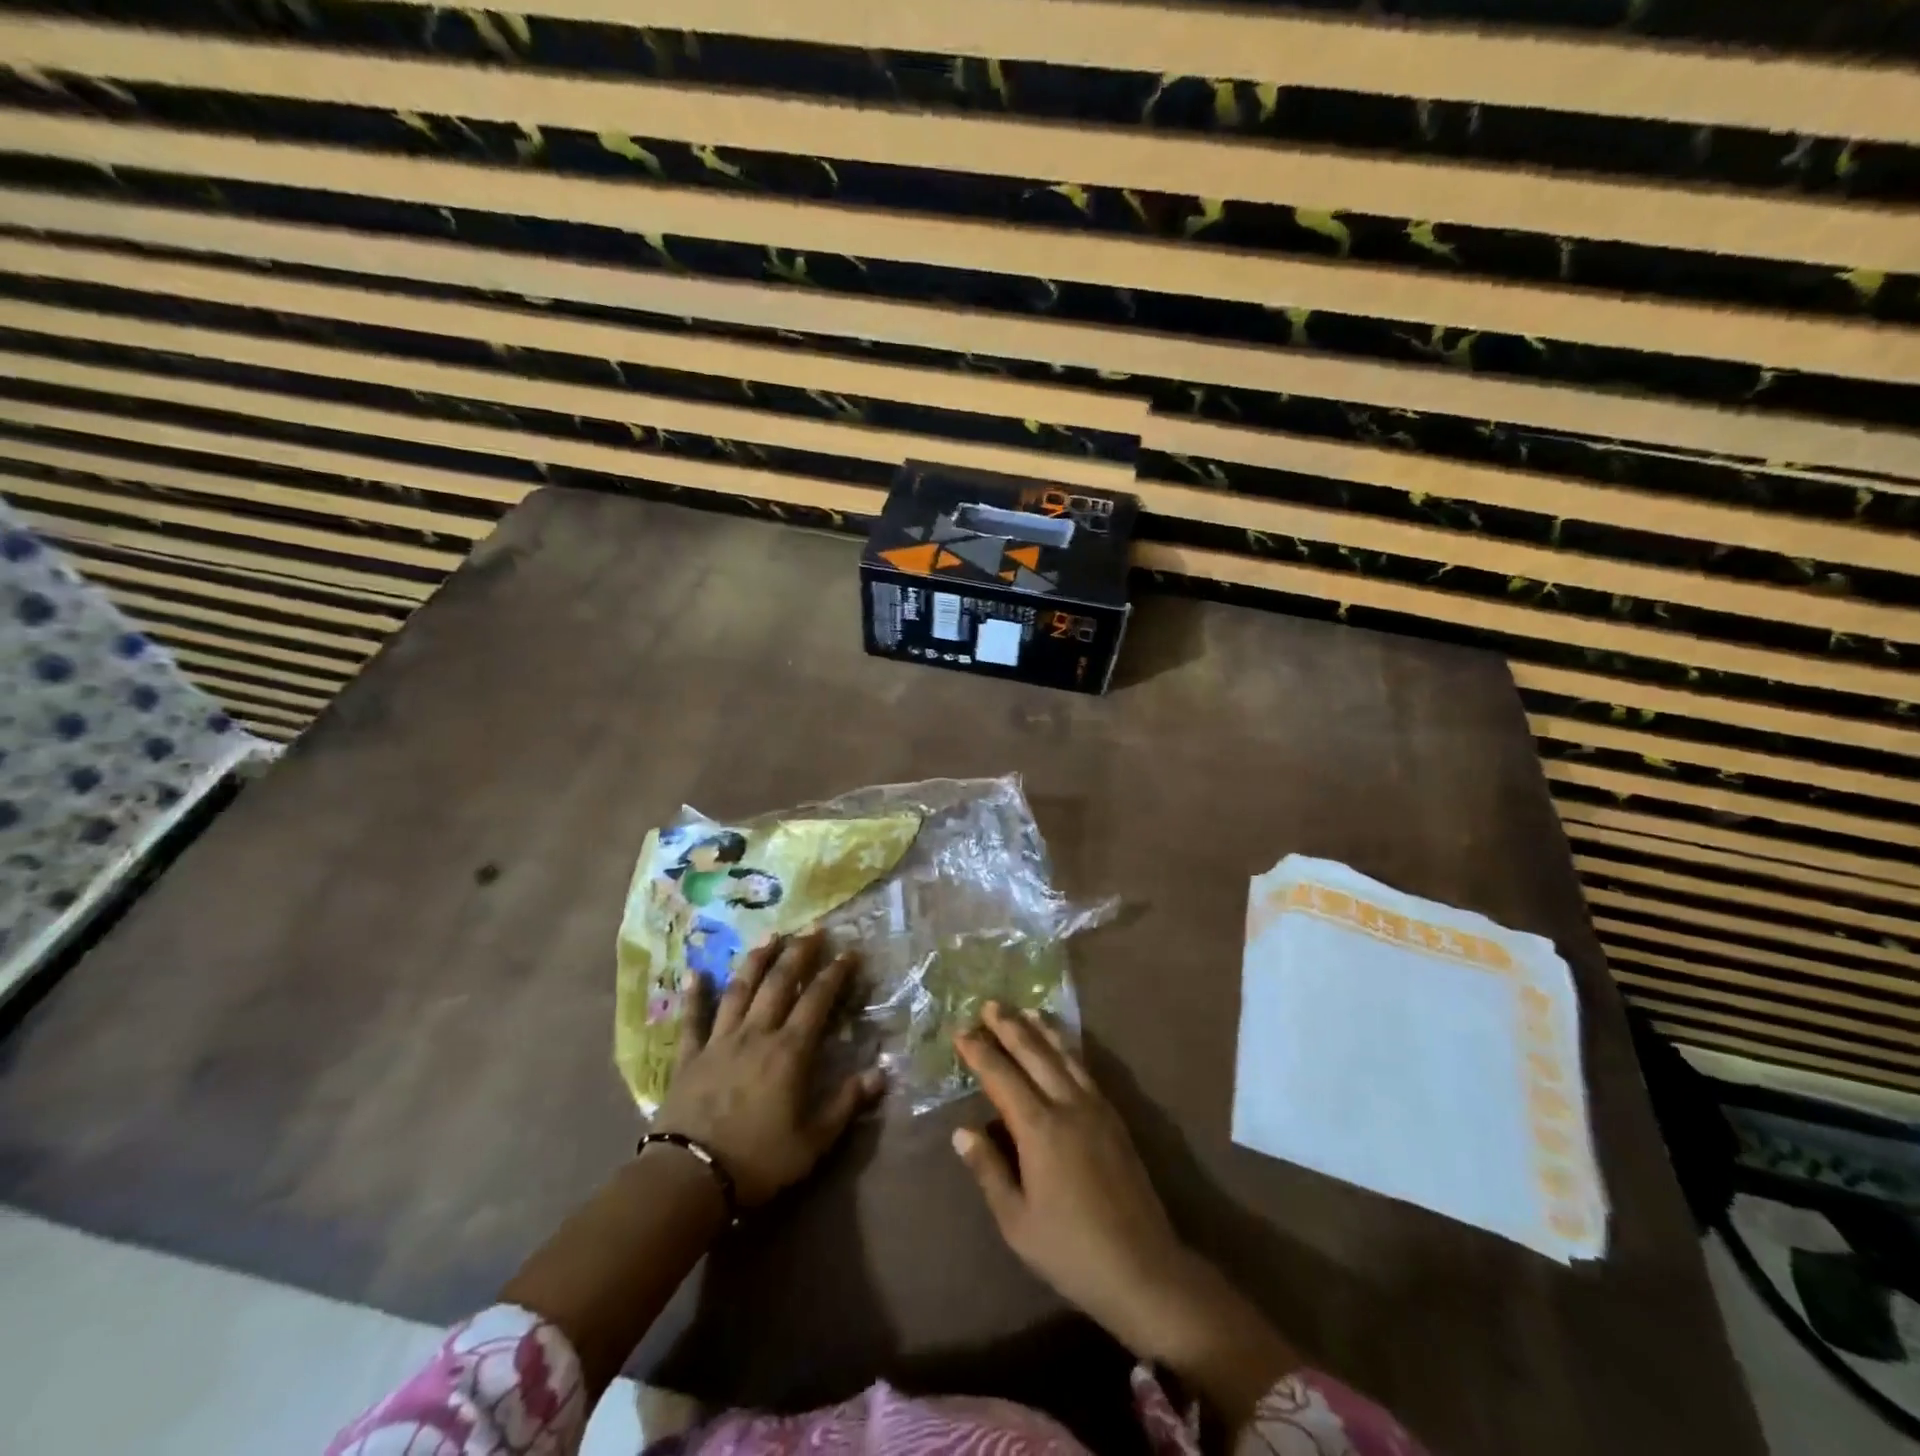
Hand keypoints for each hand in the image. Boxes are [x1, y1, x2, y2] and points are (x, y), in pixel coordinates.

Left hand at [657, 931, 882, 1205]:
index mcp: (789, 1051)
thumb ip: (847, 1103)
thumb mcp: (813, 1141)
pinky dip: (695, 994)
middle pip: (779, 983)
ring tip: (770, 936)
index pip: (817, 1000)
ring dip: (756, 960)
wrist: (689, 1177)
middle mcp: (756, 1034)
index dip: (835, 973)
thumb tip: (882, 1073)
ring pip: (740, 990)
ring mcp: (719, 1041)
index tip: (849, 952)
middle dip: (799, 953)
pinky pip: (692, 1019)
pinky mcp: (689, 1057)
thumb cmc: (758, 1161)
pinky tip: (695, 972)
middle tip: (813, 929)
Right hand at [951, 1004, 1298, 1426]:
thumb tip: (962, 1131)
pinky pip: (1085, 1069)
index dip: (980, 1052)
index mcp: (1039, 1129)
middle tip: (989, 1004)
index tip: (962, 1032)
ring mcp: (1096, 1108)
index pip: (1002, 1077)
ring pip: (1064, 1055)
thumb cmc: (1071, 1250)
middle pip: (1034, 1054)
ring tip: (1025, 1010)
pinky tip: (1062, 1046)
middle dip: (1010, 1027)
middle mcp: (1068, 1106)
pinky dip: (1067, 1049)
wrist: (1143, 1268)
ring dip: (1041, 1030)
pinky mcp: (1114, 1118)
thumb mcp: (1017, 1221)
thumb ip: (989, 1171)